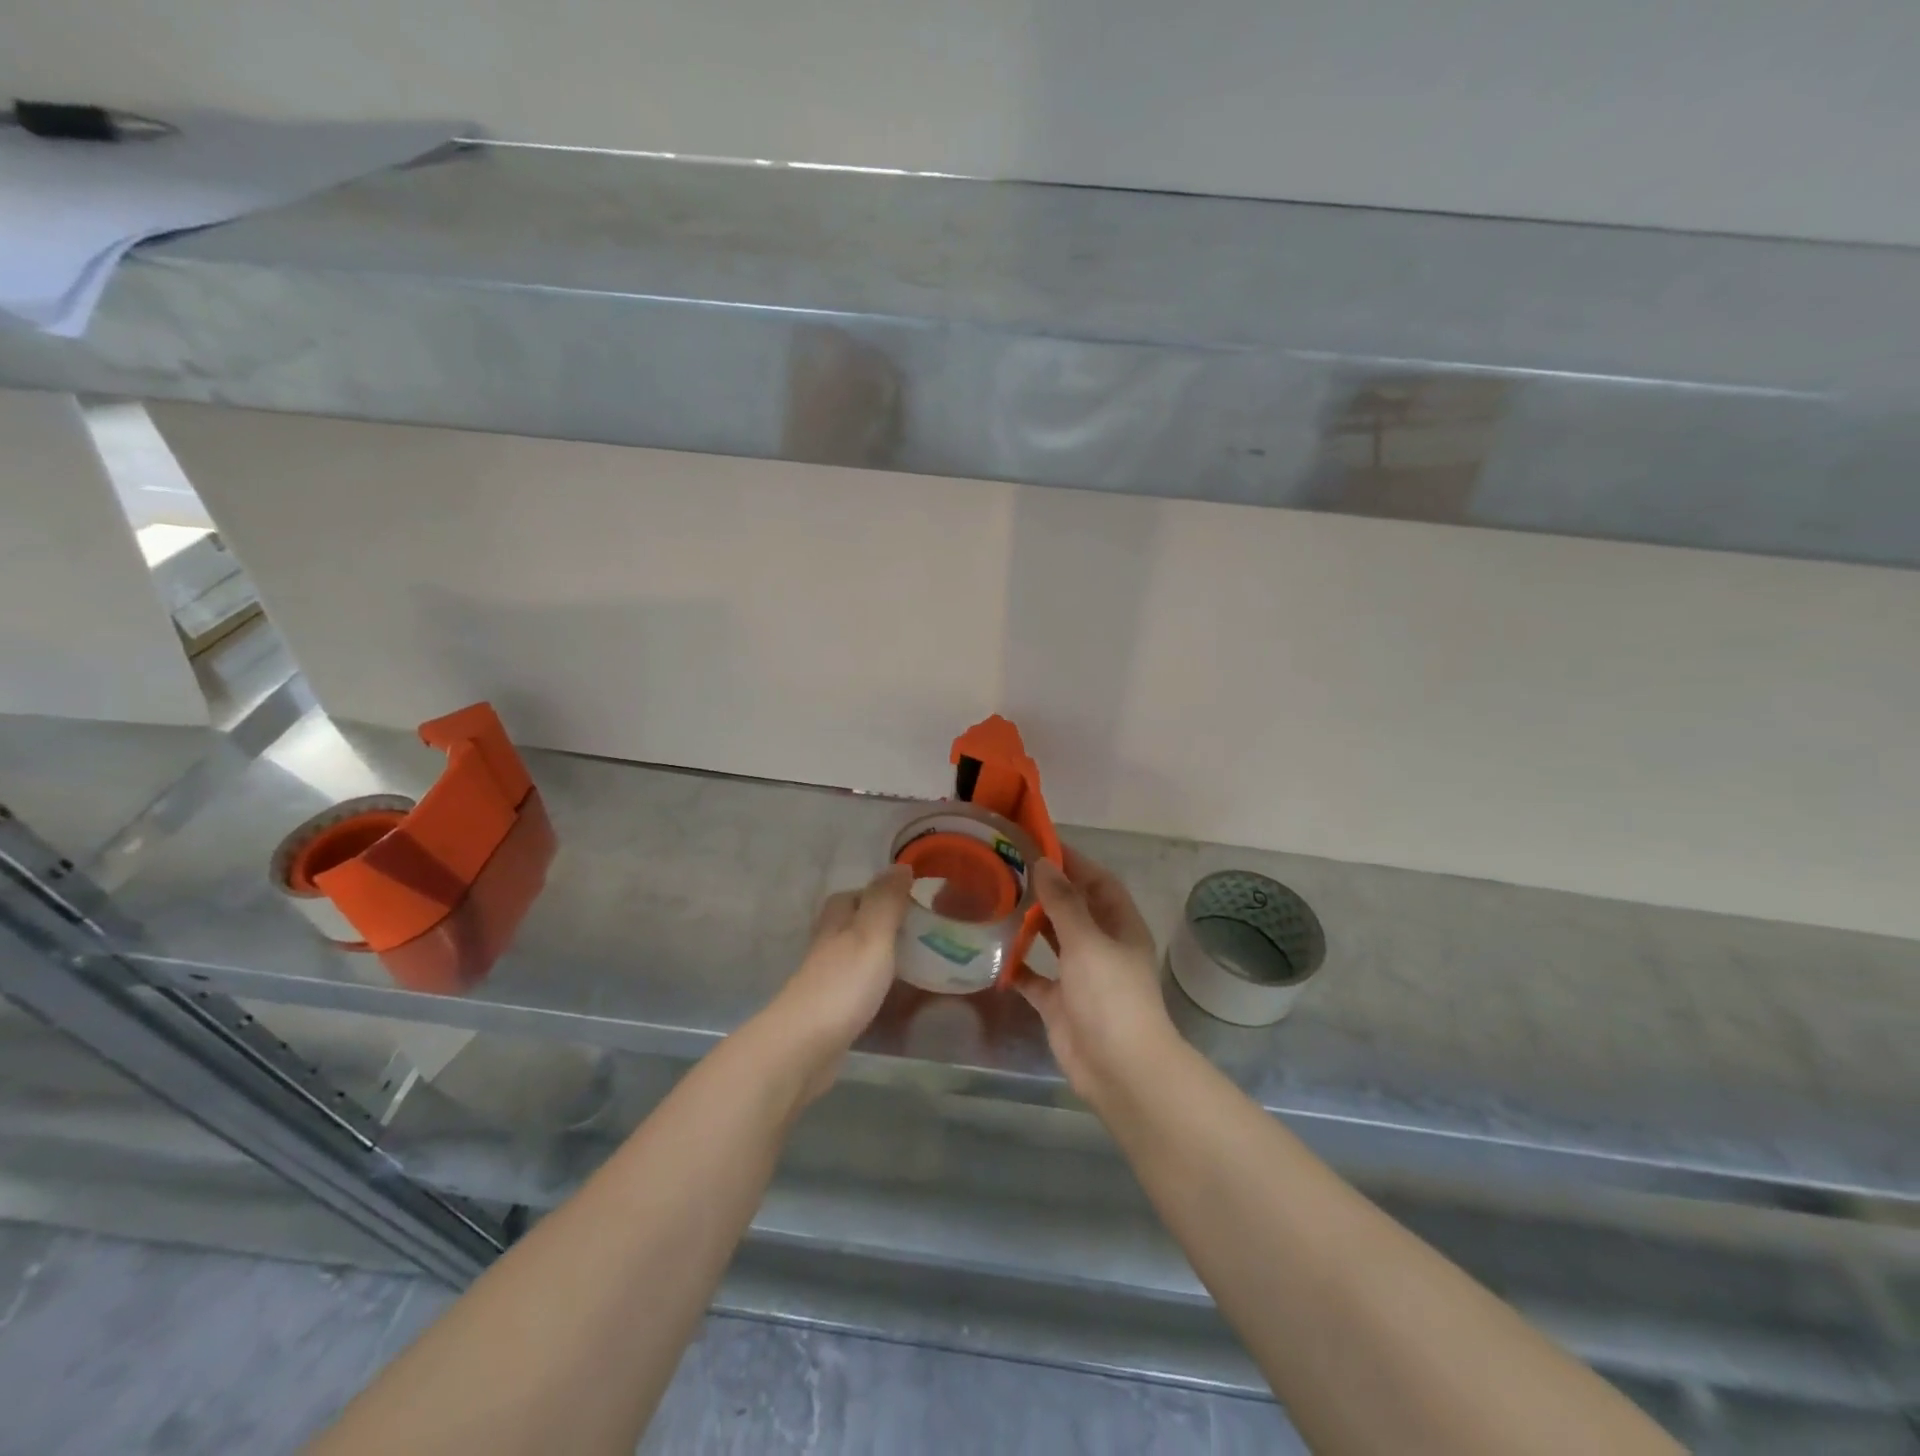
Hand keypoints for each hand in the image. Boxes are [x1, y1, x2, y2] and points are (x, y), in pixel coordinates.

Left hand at [758, 865, 911, 1103]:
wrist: (803, 1048)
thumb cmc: (842, 985)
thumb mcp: (871, 934)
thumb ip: (886, 902)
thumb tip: (900, 866)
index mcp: (836, 924)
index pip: (850, 896)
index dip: (875, 893)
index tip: (908, 899)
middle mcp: (826, 948)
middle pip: (850, 927)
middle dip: (878, 925)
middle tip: (917, 932)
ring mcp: (825, 983)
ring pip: (852, 959)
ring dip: (876, 957)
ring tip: (912, 963)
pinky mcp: (829, 1015)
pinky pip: (855, 991)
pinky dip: (873, 988)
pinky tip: (891, 998)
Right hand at [1018, 848, 1178, 1107]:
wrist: (1119, 1069)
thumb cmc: (1110, 996)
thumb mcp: (1087, 941)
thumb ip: (1064, 902)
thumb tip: (1043, 862)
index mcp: (1119, 925)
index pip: (1096, 881)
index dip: (1072, 861)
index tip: (1037, 843)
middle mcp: (1101, 946)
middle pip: (1072, 908)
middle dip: (1045, 890)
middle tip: (1005, 869)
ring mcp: (1080, 975)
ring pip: (1052, 940)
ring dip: (1029, 923)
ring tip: (995, 900)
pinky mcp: (1060, 1003)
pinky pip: (1034, 977)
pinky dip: (1016, 966)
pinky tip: (990, 951)